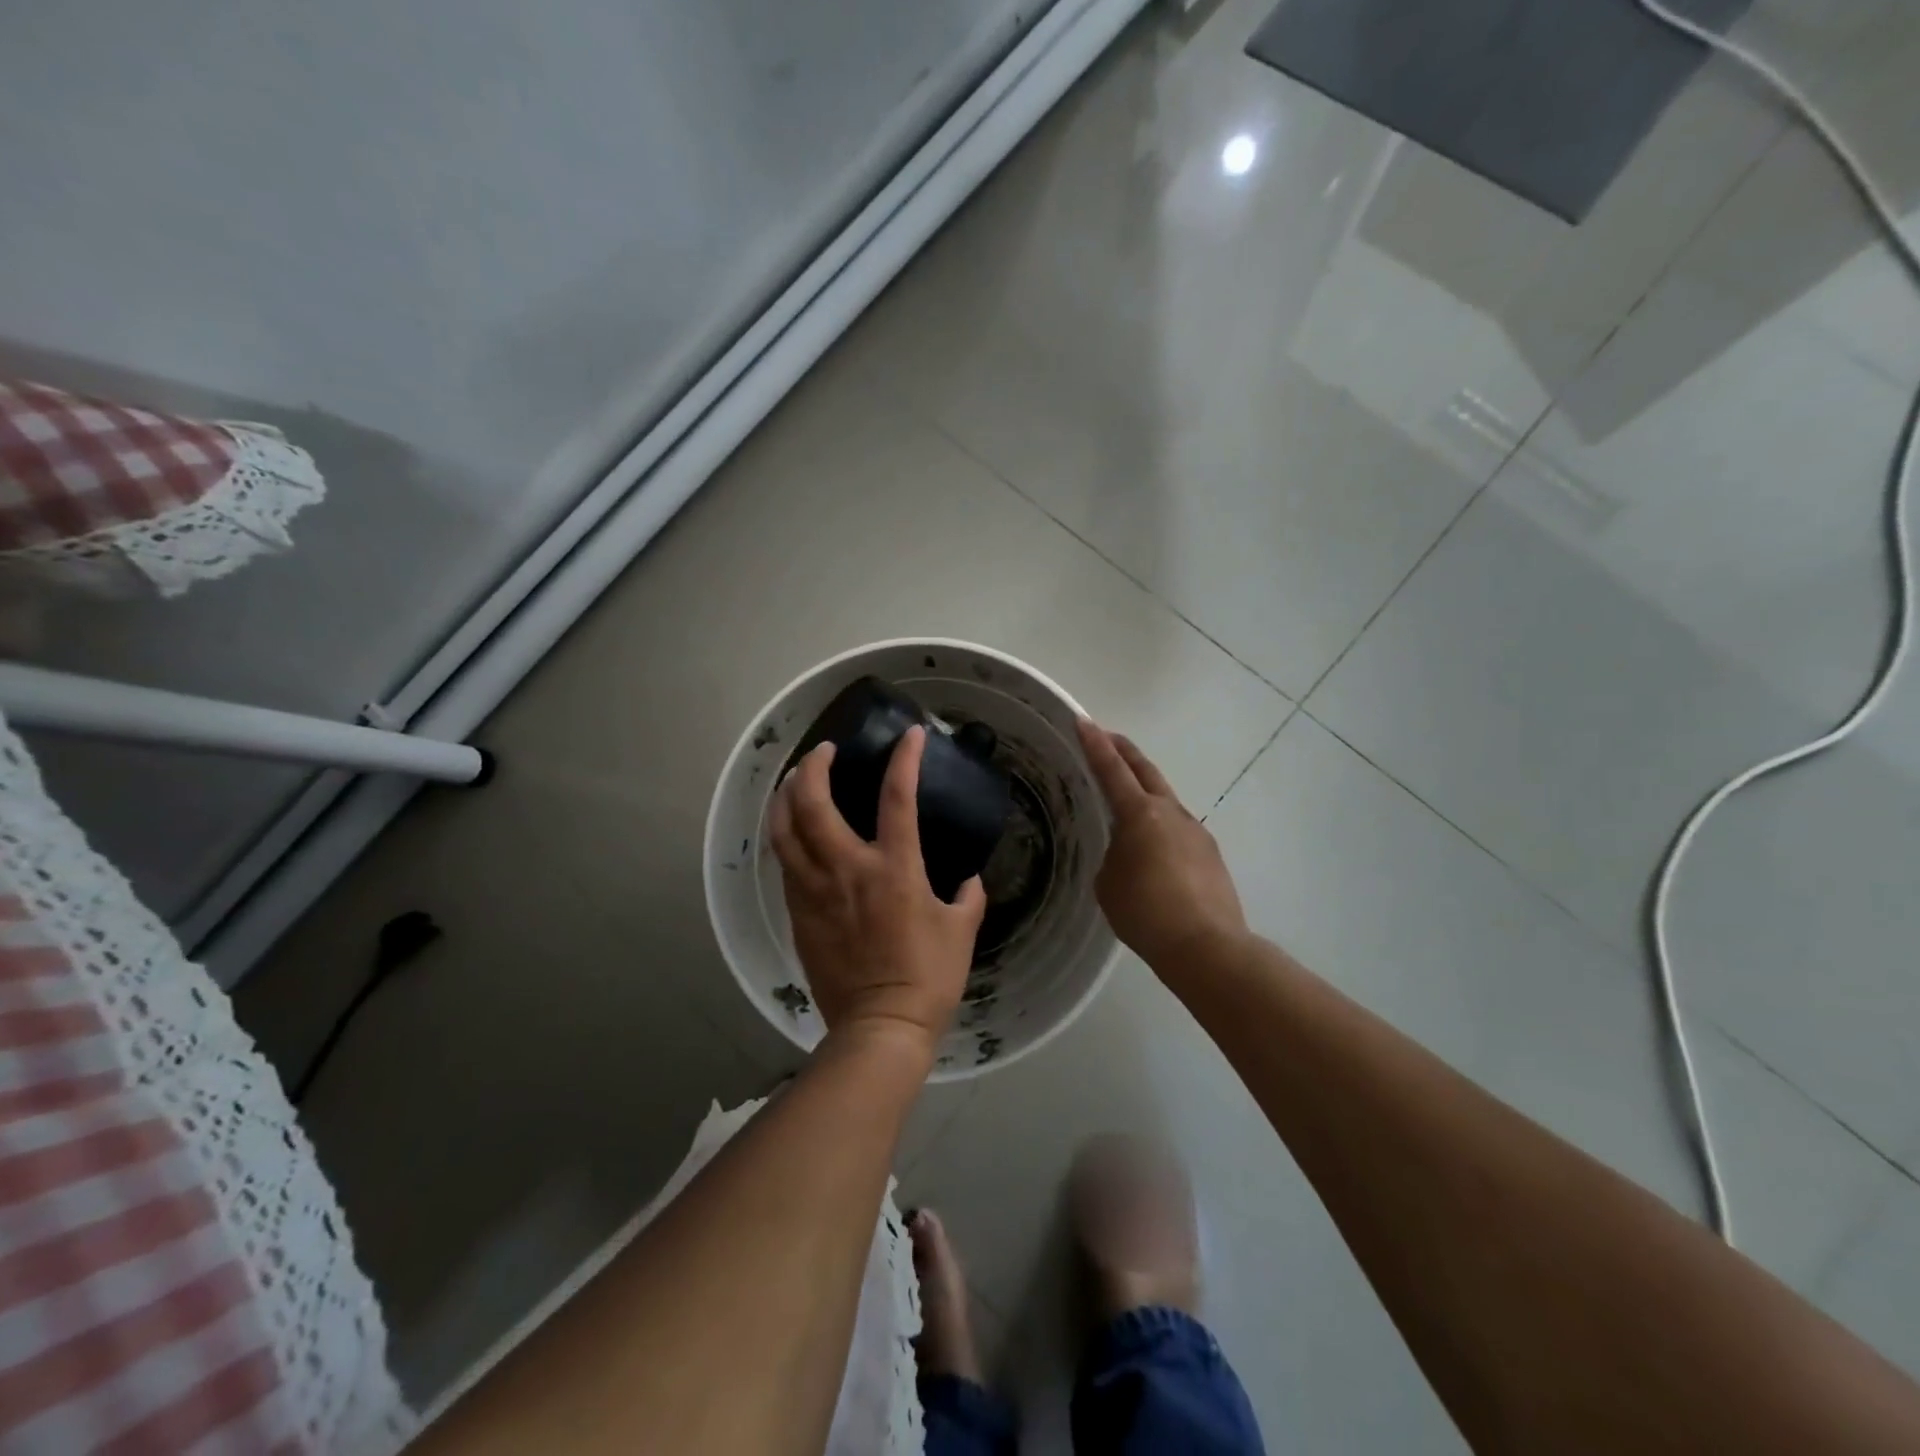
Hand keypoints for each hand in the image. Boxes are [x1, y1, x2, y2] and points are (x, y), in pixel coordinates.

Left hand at [769, 726, 986, 1052]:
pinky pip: (785, 864)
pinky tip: (795, 832)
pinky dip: (787, 837)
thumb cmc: (928, 977)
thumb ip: (968, 896)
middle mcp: (847, 870)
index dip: (904, 759)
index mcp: (895, 869)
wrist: (880, 1026)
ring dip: (785, 796)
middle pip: (812, 802)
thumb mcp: (962, 930)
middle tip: (823, 751)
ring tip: (795, 781)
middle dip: (813, 766)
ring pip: (784, 830)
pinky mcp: (798, 913)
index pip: (897, 798)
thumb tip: (968, 879)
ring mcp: (815, 891)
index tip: (911, 735)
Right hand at [1077, 719, 1247, 973]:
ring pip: (1164, 800)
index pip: (1112, 770)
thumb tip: (1128, 853)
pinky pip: (1177, 830)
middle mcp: (1171, 813)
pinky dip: (1160, 827)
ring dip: (1144, 792)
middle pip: (1145, 770)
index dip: (1095, 744)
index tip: (1083, 720)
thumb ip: (1113, 856)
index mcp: (1140, 814)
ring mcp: (1195, 832)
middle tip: (1106, 739)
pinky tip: (1152, 852)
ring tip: (1125, 804)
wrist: (1206, 947)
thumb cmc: (1146, 913)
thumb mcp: (1108, 883)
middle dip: (1124, 751)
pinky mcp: (1210, 855)